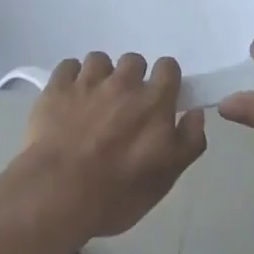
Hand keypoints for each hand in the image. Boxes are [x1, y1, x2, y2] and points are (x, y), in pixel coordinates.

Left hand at [13, 52, 206, 240]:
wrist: (58, 193)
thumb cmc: (117, 194)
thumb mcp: (165, 179)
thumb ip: (188, 142)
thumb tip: (195, 112)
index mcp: (153, 102)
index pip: (168, 67)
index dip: (164, 79)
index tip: (158, 98)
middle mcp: (123, 83)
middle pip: (133, 60)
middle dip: (131, 78)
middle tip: (122, 106)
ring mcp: (88, 81)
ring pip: (99, 60)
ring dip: (100, 76)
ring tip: (92, 101)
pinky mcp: (58, 85)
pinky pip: (68, 66)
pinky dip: (71, 78)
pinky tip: (68, 98)